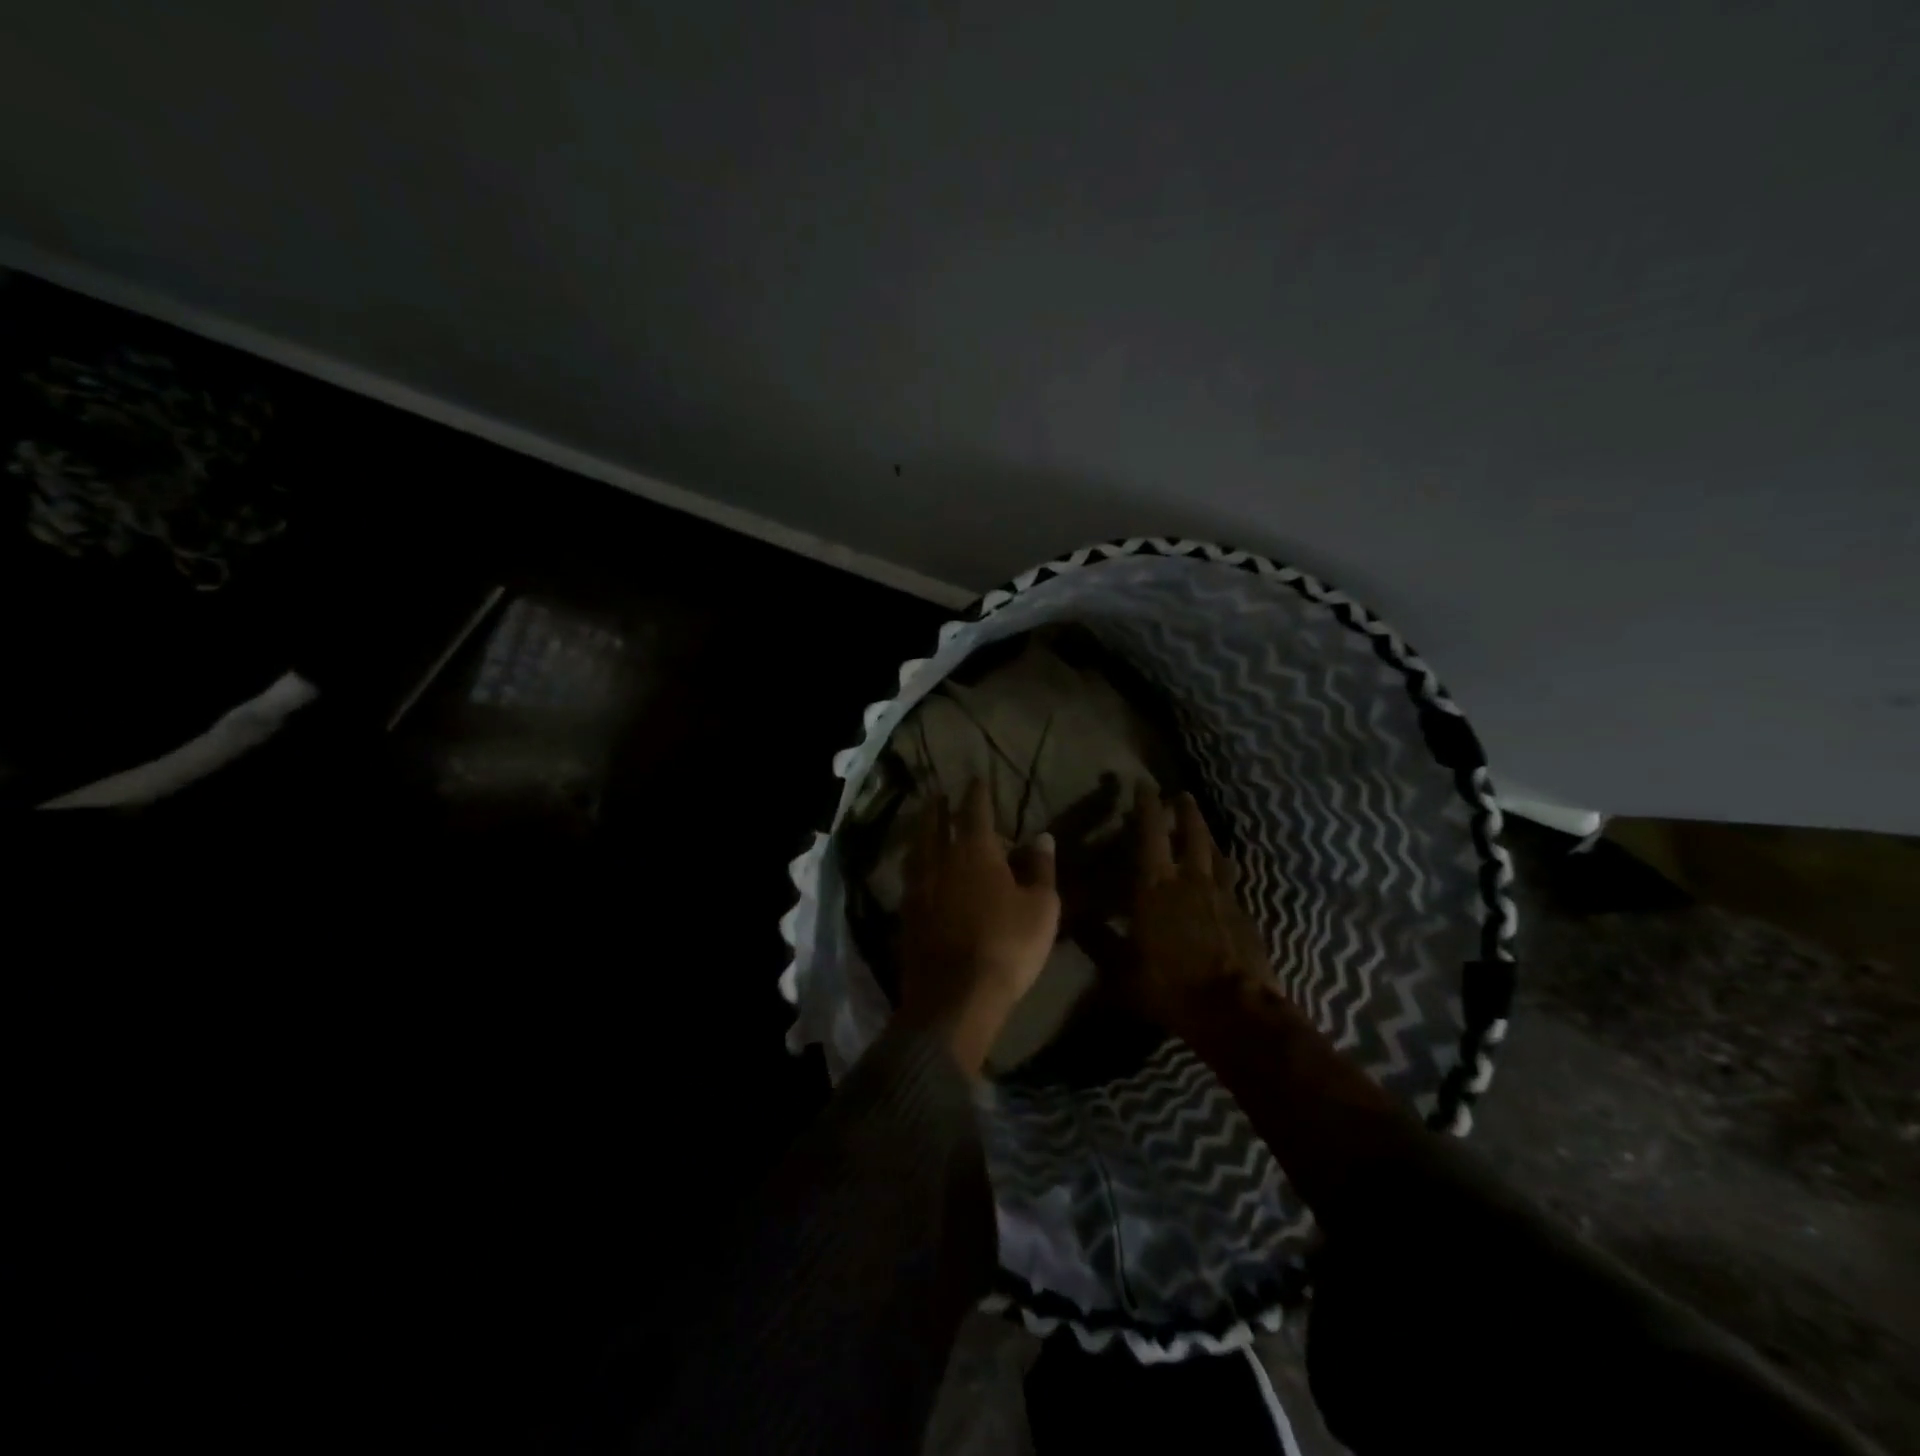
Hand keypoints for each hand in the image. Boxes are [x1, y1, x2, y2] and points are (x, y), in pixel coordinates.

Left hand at [897, 779, 1060, 1074]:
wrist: (955, 996)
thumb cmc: (1008, 945)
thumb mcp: (1041, 907)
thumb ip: (1041, 868)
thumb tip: (1041, 836)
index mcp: (975, 852)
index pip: (975, 811)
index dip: (977, 794)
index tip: (976, 779)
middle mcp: (940, 861)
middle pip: (934, 824)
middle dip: (937, 807)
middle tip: (937, 795)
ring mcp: (918, 888)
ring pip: (917, 849)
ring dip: (921, 832)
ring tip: (923, 825)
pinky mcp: (906, 915)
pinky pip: (910, 877)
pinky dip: (915, 864)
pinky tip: (918, 871)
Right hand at [1119, 792, 1271, 1034]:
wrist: (1235, 1012)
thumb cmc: (1170, 986)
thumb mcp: (1121, 970)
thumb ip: (1099, 941)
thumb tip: (1073, 920)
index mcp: (1156, 886)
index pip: (1150, 833)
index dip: (1147, 805)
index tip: (1144, 784)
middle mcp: (1190, 881)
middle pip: (1192, 833)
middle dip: (1185, 811)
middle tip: (1181, 795)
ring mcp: (1222, 896)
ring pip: (1215, 854)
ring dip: (1207, 836)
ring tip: (1202, 829)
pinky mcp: (1243, 915)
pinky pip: (1230, 880)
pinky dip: (1222, 869)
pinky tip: (1221, 875)